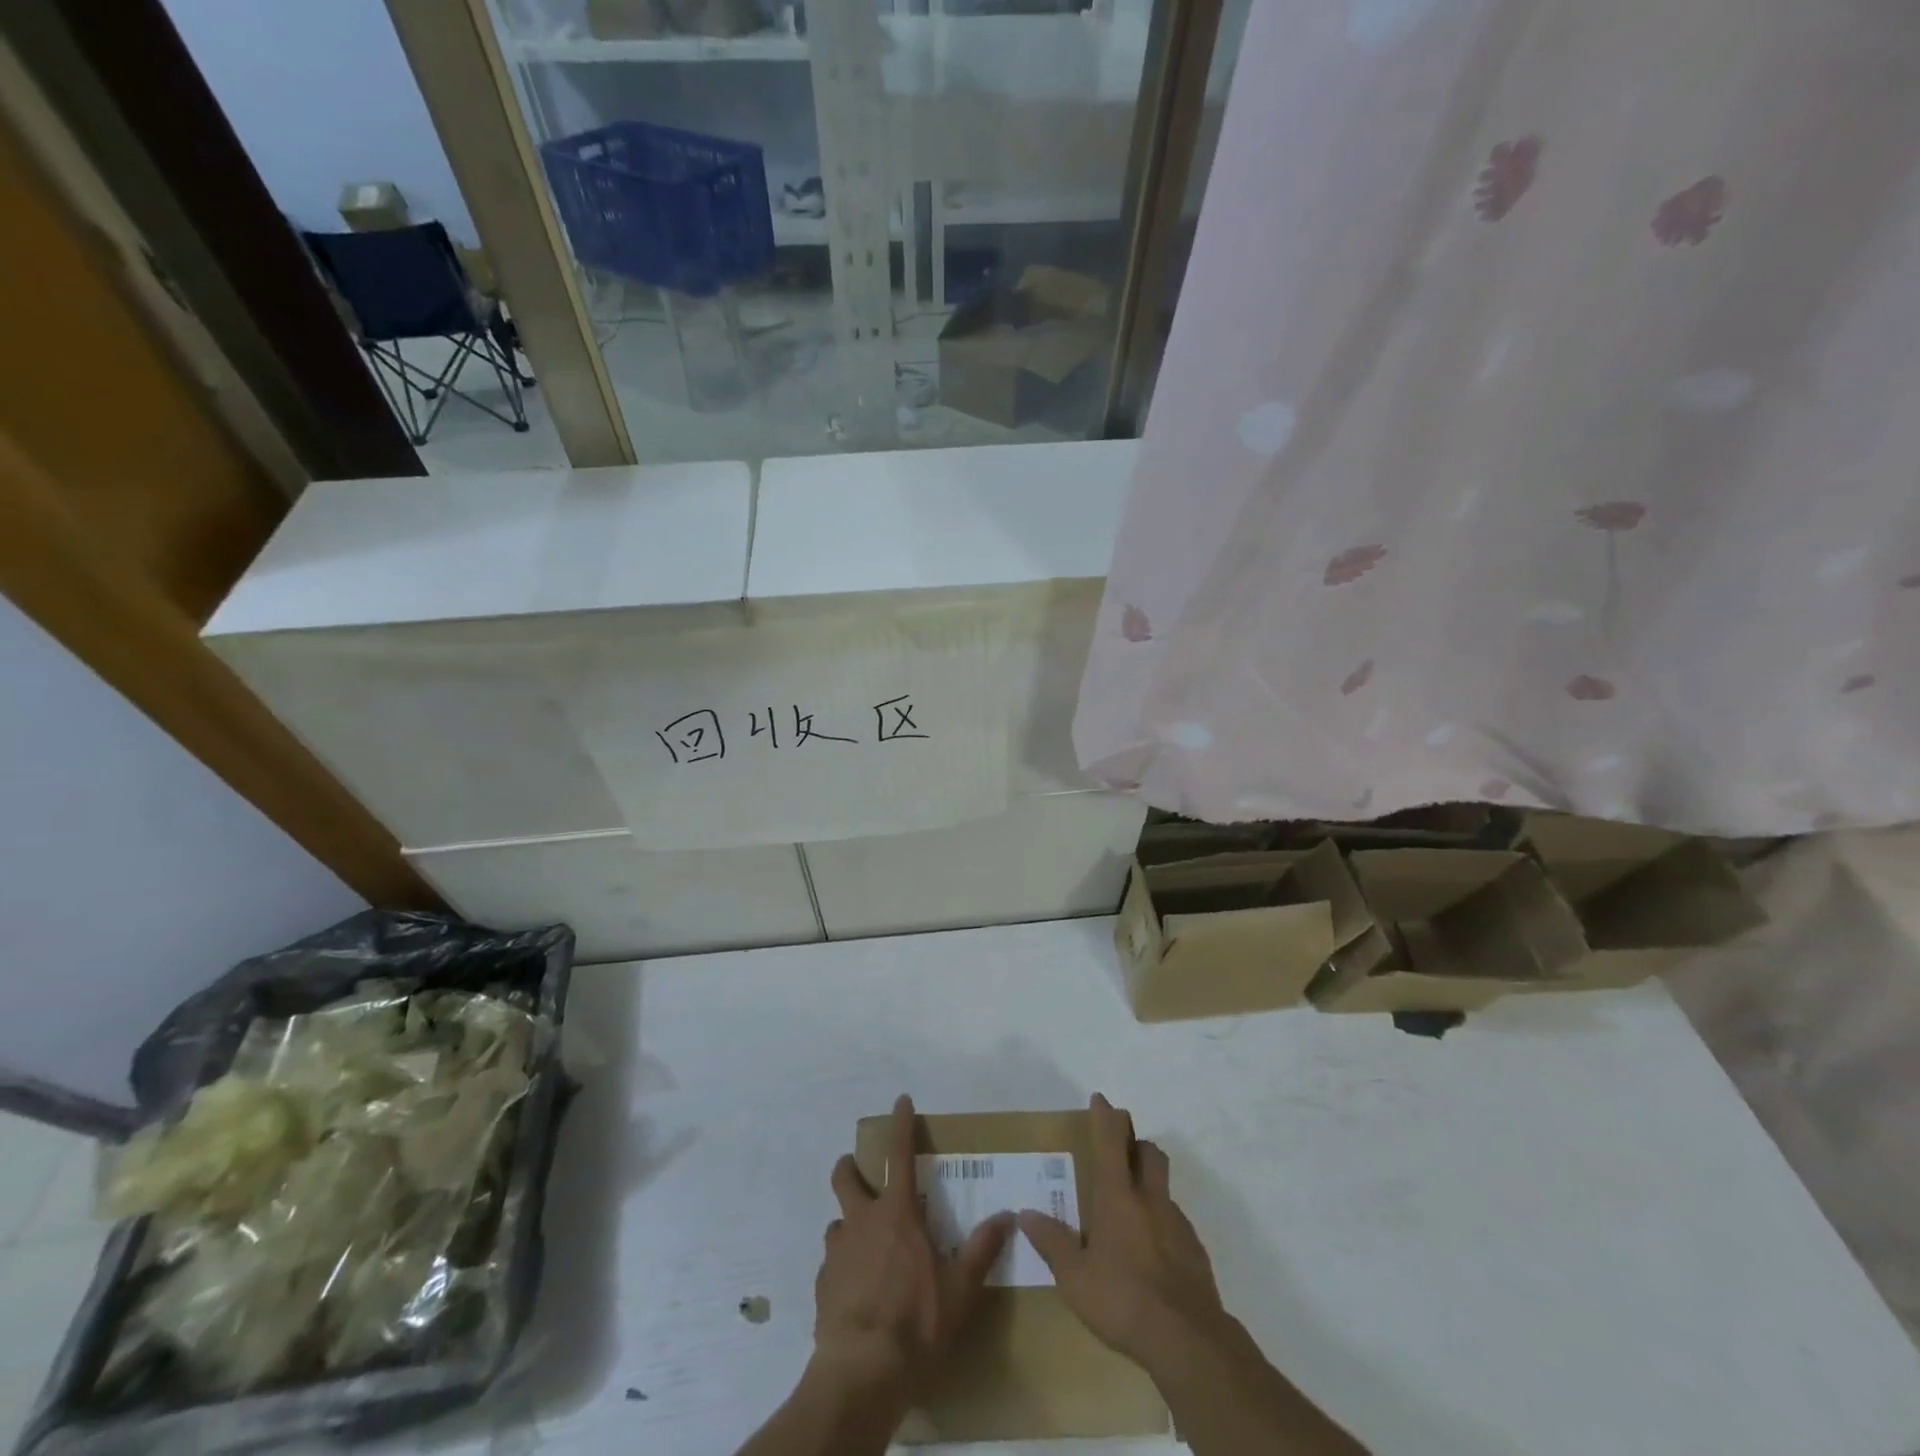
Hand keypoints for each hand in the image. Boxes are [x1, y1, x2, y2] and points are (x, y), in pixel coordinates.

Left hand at [811, 1095, 1014, 1401]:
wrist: (862, 1371)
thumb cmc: (916, 1321)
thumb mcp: (960, 1289)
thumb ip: (982, 1249)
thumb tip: (1008, 1216)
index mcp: (897, 1213)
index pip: (899, 1154)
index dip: (901, 1124)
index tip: (900, 1100)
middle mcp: (862, 1221)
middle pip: (845, 1177)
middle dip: (849, 1167)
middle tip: (857, 1171)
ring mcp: (838, 1252)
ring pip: (836, 1222)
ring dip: (847, 1225)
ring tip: (862, 1244)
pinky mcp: (822, 1284)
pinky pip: (831, 1264)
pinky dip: (842, 1267)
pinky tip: (854, 1289)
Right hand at [1018, 1093, 1226, 1376]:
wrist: (1187, 1340)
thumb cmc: (1122, 1299)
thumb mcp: (1074, 1277)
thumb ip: (1051, 1242)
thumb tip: (1025, 1213)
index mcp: (1118, 1196)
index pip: (1111, 1141)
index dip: (1105, 1116)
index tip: (1101, 1099)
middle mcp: (1150, 1199)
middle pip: (1149, 1152)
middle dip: (1136, 1142)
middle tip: (1121, 1150)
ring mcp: (1177, 1223)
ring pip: (1164, 1187)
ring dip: (1149, 1185)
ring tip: (1131, 1211)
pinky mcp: (1195, 1251)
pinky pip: (1176, 1223)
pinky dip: (1162, 1224)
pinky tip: (1151, 1253)